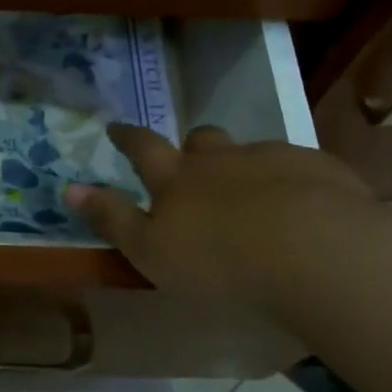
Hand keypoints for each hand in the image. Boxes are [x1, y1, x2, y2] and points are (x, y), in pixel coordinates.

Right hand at [66, 125, 376, 305]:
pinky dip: (293, 181)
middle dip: (193, 148)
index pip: (143, 147)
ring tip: (254, 198)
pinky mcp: (322, 170)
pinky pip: (300, 167)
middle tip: (193, 166)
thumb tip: (69, 188)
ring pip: (251, 152)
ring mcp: (274, 159)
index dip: (127, 137)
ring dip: (245, 167)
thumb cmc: (222, 263)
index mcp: (178, 178)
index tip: (116, 128)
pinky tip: (304, 209)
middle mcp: (222, 159)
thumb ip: (111, 219)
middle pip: (201, 141)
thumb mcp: (151, 252)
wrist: (320, 253)